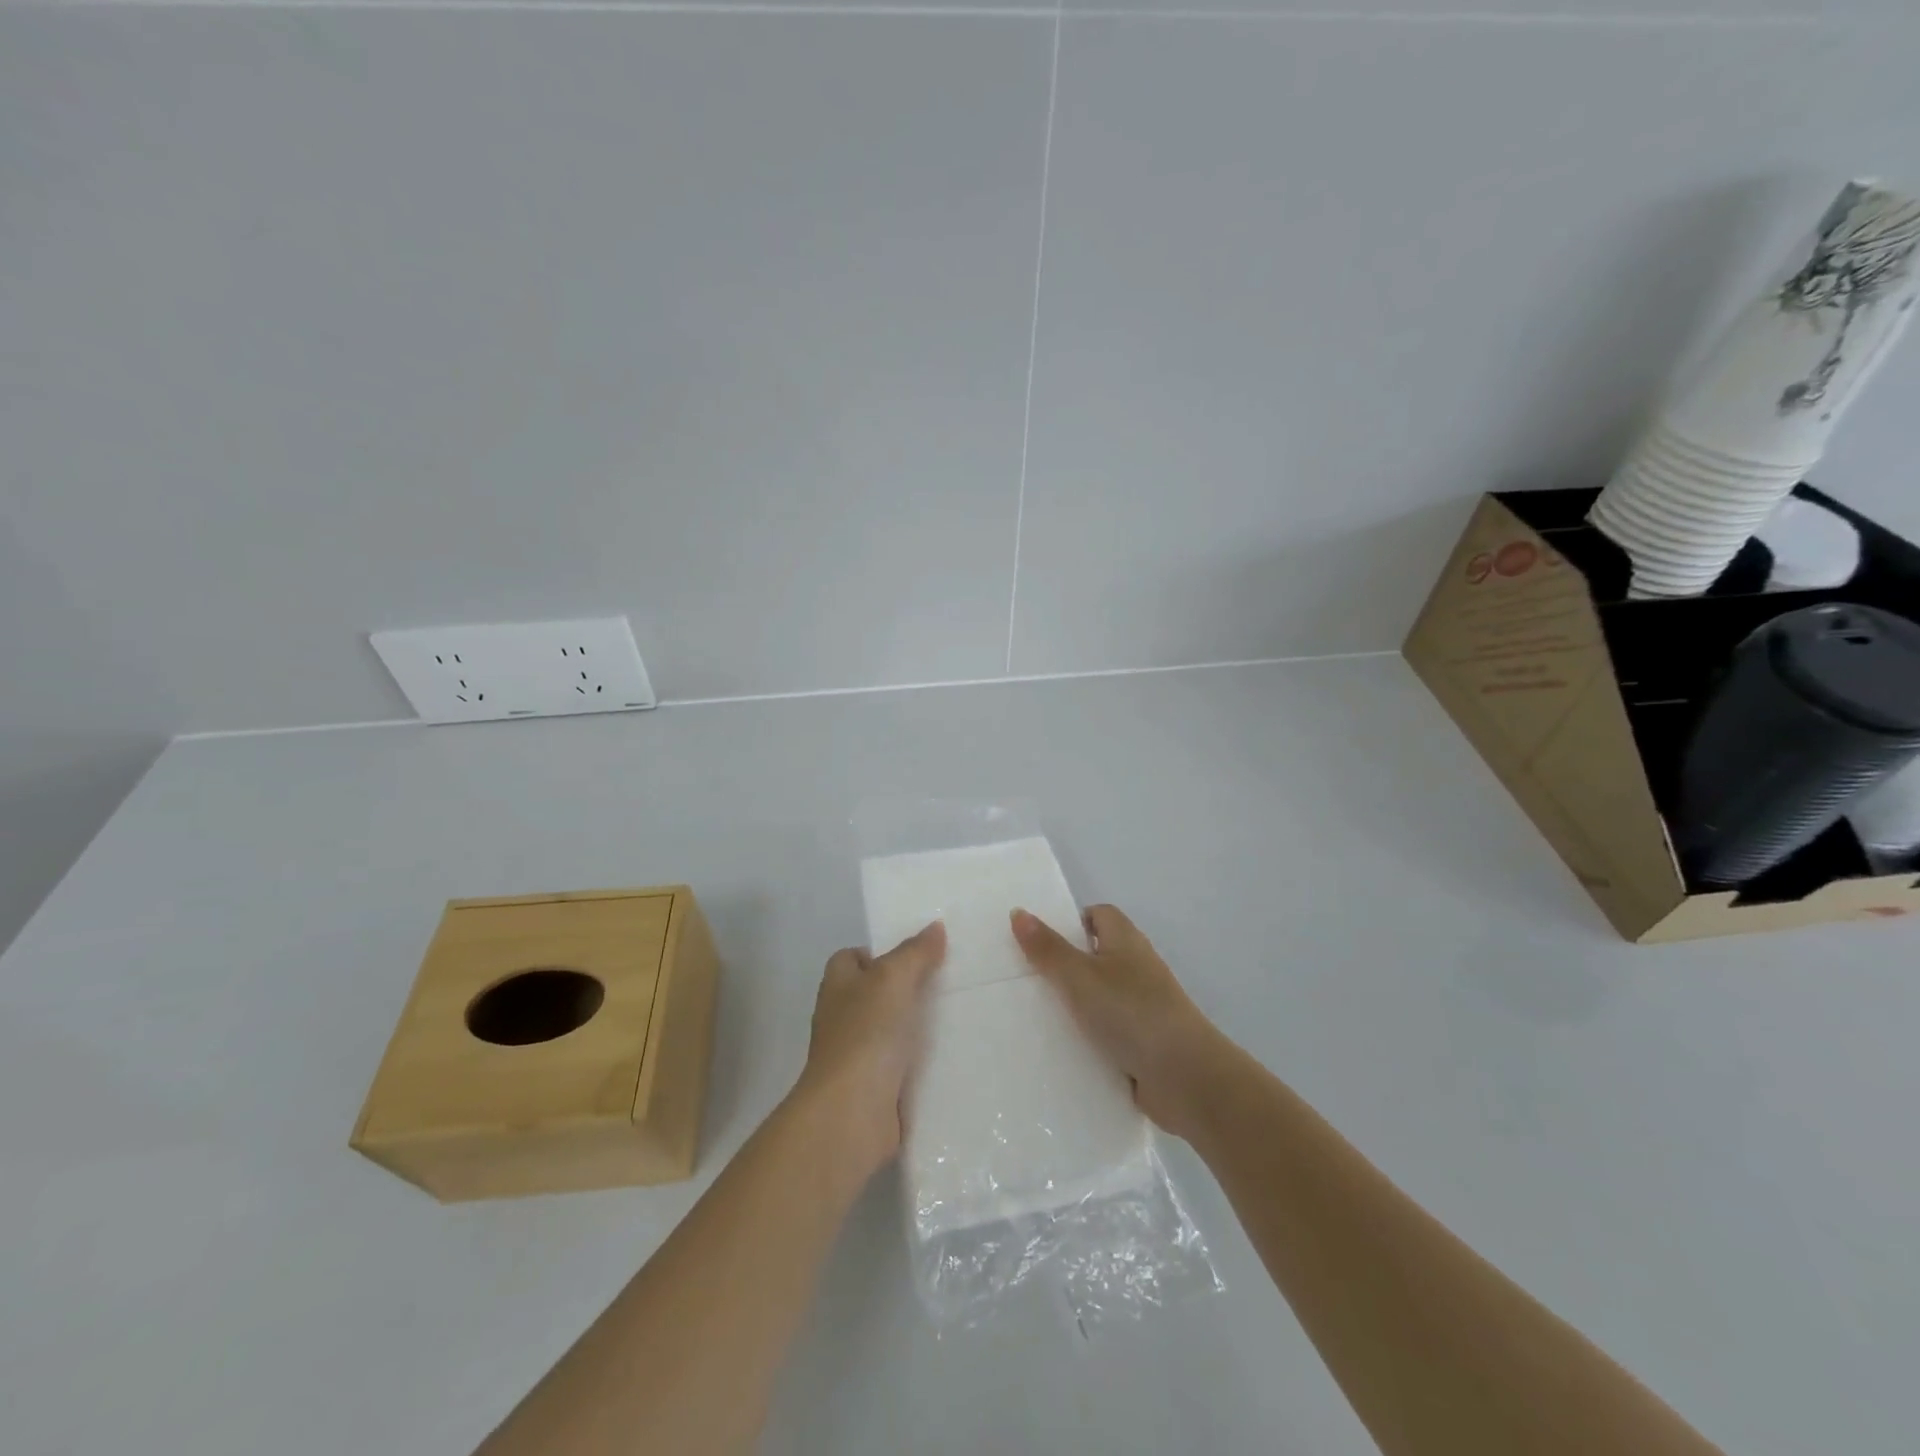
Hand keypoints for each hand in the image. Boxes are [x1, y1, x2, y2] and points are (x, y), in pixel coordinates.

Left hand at [793, 921, 946, 1177]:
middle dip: (905, 988)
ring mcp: (856, 1056)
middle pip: (873, 994)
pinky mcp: (875, 1089)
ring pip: (890, 1030)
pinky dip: (921, 1062)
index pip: (851, 958)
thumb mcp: (893, 978)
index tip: (914, 955)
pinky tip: (951, 1055)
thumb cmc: (866, 1034)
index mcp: (838, 986)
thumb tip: (935, 927)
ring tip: (958, 1014)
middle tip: (946, 980)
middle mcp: (842, 1018)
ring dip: (916, 1026)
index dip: (877, 953)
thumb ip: (915, 952)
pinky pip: (901, 1066)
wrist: (852, 1112)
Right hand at [1010, 904, 1221, 1139]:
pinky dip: (1087, 1039)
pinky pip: (1107, 1033)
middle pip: (1095, 956)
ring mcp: (1142, 1007)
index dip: (1070, 921)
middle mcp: (1137, 968)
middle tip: (1024, 978)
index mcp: (1126, 941)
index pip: (1098, 915)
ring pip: (1099, 997)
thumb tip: (1018, 912)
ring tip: (1031, 1016)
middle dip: (1063, 966)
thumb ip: (1048, 948)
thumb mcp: (1080, 976)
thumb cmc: (1131, 1012)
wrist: (1185, 1078)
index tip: (1038, 940)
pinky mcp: (1142, 1043)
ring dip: (1073, 1006)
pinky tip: (1059, 1051)